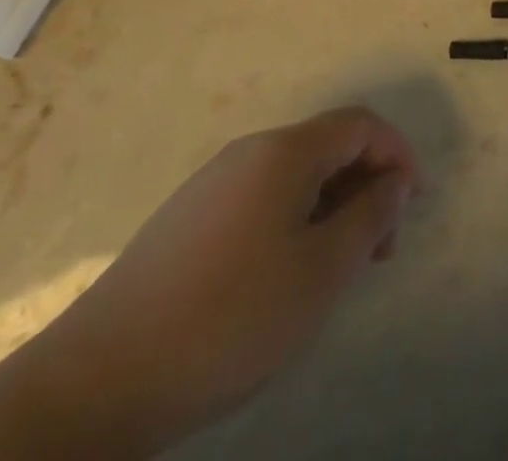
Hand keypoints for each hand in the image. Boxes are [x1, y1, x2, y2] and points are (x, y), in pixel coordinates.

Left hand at [28, 106, 419, 449]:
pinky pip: (261, 199)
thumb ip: (369, 217)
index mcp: (285, 151)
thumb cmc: (227, 318)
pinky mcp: (186, 220)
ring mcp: (212, 184)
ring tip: (337, 268)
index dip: (397, 153)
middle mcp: (249, 152)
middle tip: (379, 249)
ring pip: (294, 176)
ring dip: (331, 207)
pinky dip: (294, 221)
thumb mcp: (319, 273)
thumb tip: (394, 182)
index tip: (414, 202)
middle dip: (366, 186)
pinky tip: (284, 275)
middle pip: (328, 147)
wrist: (94, 383)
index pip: (361, 124)